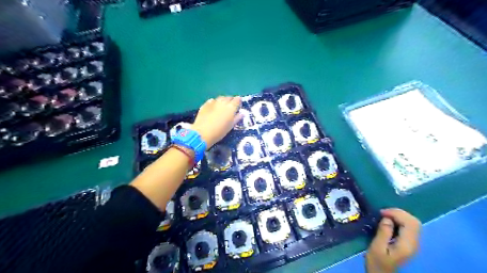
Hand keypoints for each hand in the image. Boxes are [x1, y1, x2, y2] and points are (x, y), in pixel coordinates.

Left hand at [191, 95, 241, 147]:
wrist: (203, 133)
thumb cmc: (219, 132)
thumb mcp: (230, 126)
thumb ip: (237, 118)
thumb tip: (241, 113)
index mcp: (231, 107)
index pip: (237, 100)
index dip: (239, 101)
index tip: (239, 105)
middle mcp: (223, 102)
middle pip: (228, 97)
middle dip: (231, 100)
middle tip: (231, 106)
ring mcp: (213, 102)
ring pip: (220, 98)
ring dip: (223, 101)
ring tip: (222, 106)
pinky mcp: (205, 105)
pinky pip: (212, 101)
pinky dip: (214, 103)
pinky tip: (214, 107)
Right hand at [367, 210, 420, 272]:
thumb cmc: (377, 263)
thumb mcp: (377, 247)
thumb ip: (383, 232)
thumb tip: (387, 218)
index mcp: (407, 245)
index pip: (409, 223)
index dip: (396, 213)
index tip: (381, 213)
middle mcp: (414, 243)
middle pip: (414, 221)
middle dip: (399, 213)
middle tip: (383, 212)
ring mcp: (413, 244)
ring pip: (413, 223)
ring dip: (400, 216)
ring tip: (385, 215)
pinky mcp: (409, 243)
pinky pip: (409, 227)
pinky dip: (400, 220)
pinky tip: (390, 221)